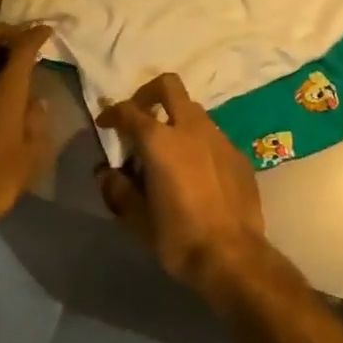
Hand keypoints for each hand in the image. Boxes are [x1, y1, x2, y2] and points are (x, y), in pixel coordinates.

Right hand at [95, 74, 266, 296]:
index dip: (112, 114)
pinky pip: (212, 136)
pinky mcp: (238, 154)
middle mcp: (191, 128)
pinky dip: (197, 142)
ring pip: (194, 110)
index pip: (130, 111)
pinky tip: (195, 172)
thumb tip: (107, 174)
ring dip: (176, 119)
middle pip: (169, 86)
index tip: (105, 124)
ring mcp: (219, 138)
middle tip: (139, 115)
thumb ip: (119, 190)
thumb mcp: (138, 220)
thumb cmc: (179, 238)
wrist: (233, 257)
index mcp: (160, 141)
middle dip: (149, 93)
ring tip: (167, 150)